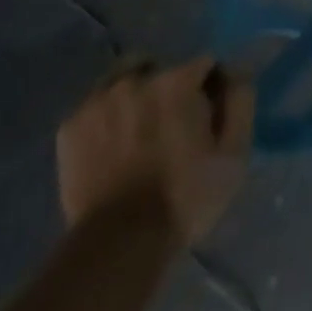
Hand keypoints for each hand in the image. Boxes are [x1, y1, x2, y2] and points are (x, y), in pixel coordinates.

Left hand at [56, 56, 253, 253]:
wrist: (117, 246)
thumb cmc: (184, 198)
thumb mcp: (234, 154)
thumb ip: (240, 101)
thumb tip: (235, 71)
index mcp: (178, 80)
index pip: (205, 65)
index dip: (211, 89)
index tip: (208, 118)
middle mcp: (137, 79)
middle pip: (164, 68)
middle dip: (173, 89)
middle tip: (173, 127)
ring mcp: (98, 100)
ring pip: (126, 78)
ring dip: (138, 94)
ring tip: (141, 129)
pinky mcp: (71, 125)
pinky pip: (97, 104)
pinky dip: (108, 115)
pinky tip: (113, 143)